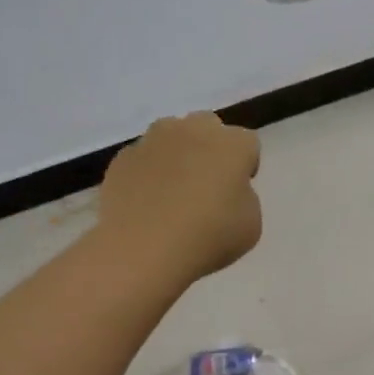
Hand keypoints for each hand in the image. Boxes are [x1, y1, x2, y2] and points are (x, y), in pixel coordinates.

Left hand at [98, 113, 262, 280]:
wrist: (143, 248)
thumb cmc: (207, 236)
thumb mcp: (250, 225)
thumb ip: (244, 198)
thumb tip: (227, 191)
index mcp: (232, 144)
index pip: (248, 143)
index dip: (245, 165)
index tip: (237, 190)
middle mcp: (193, 130)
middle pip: (207, 126)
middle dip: (209, 147)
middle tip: (206, 182)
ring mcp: (153, 140)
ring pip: (170, 135)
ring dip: (175, 154)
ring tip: (170, 190)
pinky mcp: (123, 157)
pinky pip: (142, 158)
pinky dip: (146, 172)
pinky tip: (144, 202)